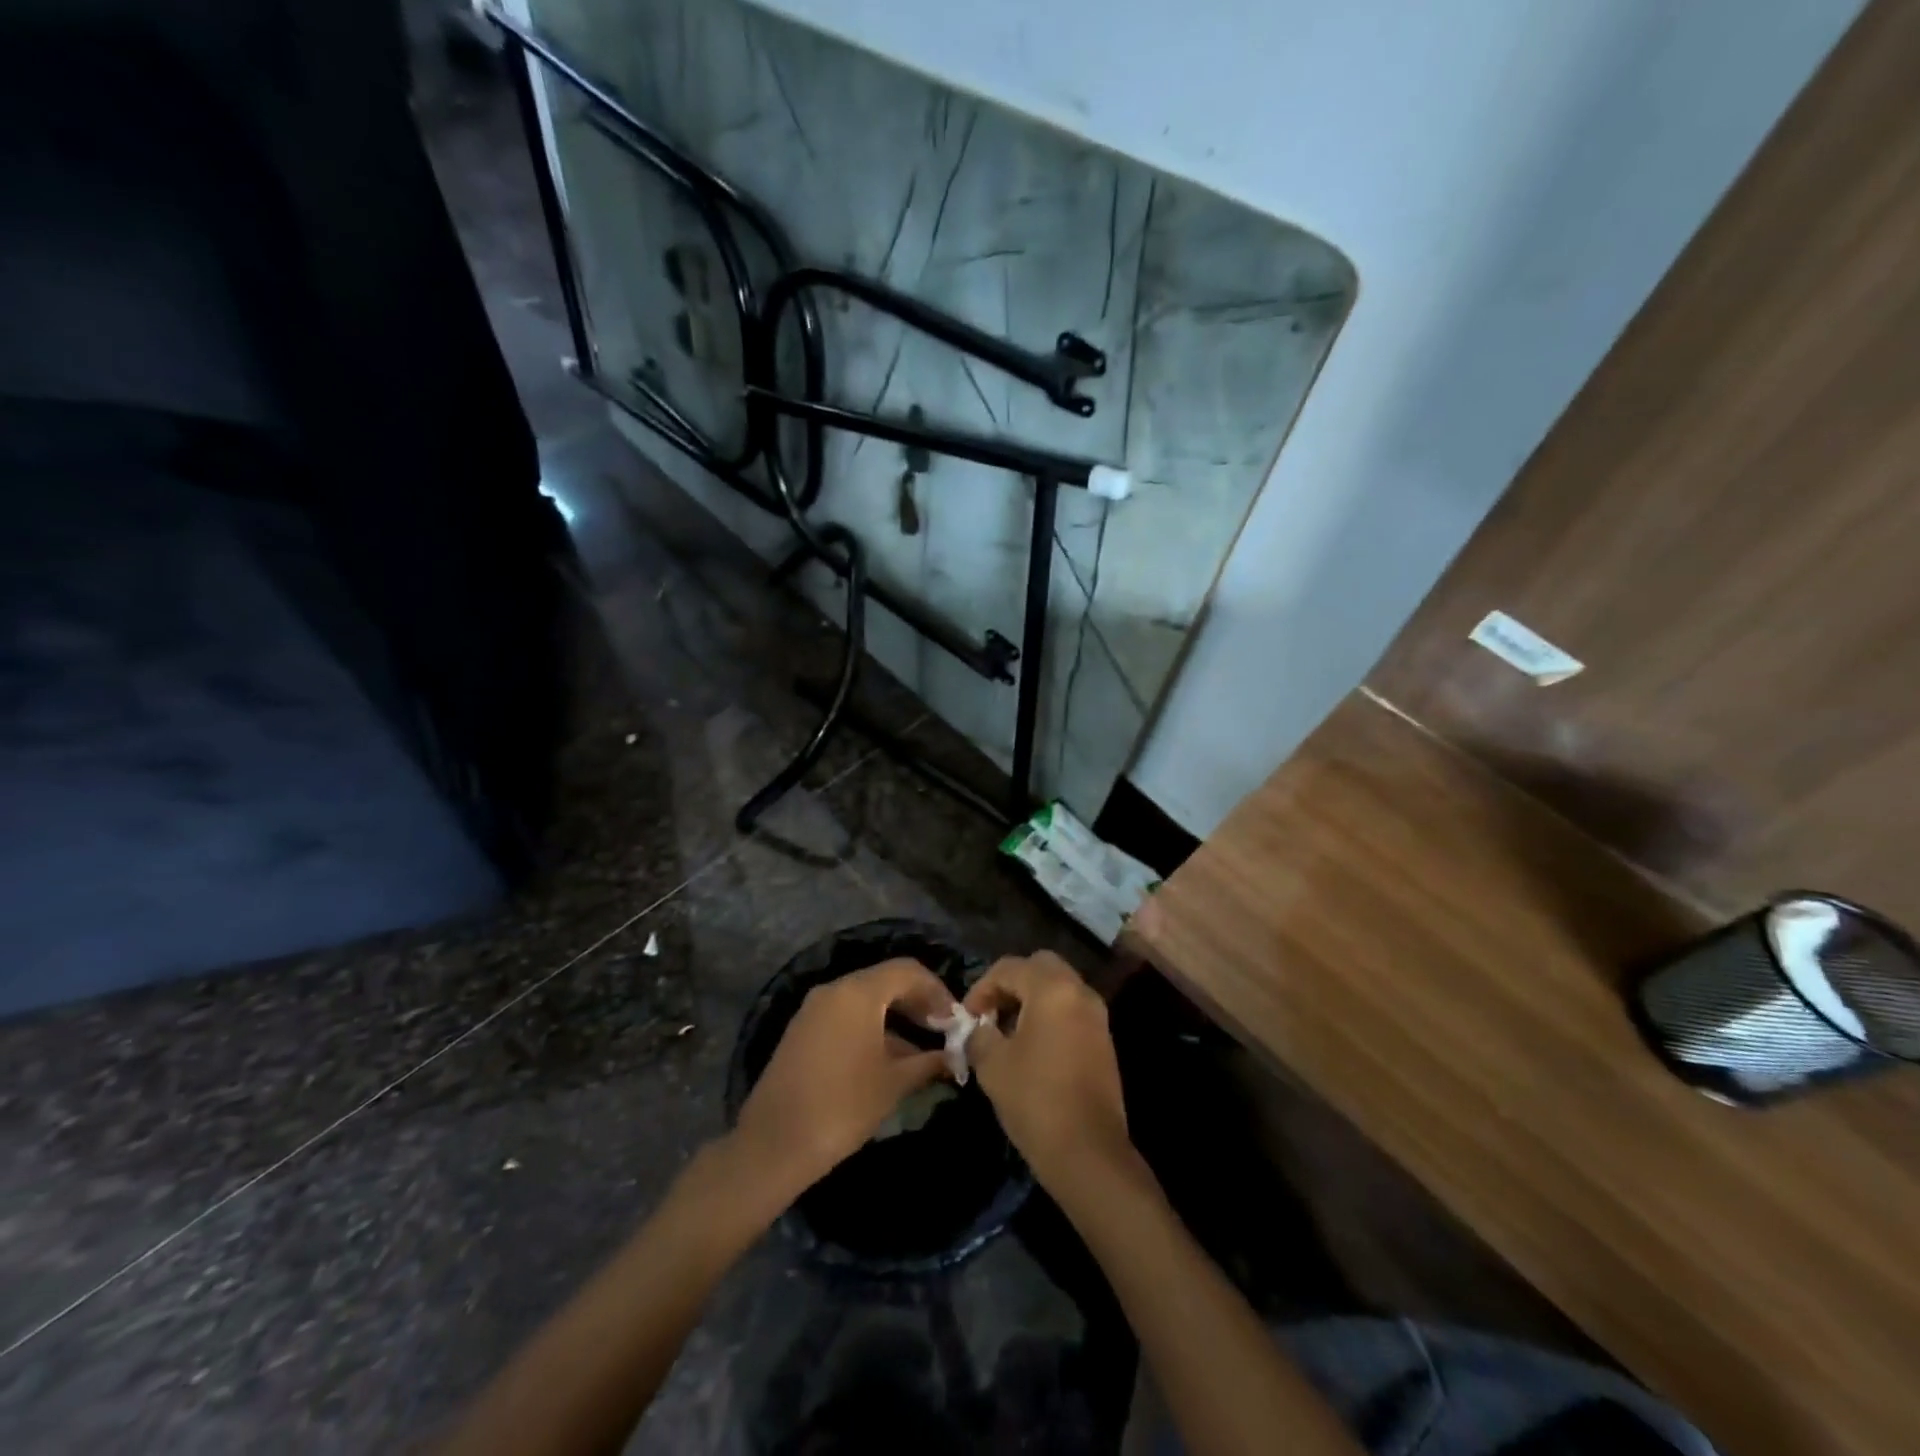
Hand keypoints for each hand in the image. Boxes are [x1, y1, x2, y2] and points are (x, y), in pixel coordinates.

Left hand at [730, 958, 955, 1200]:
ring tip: (921, 1047)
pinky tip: (888, 1057)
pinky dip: (872, 1026)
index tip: (955, 1019)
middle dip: (917, 1001)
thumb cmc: (843, 1106)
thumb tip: (953, 1057)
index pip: (907, 971)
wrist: (774, 1144)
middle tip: (942, 1029)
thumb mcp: (894, 1083)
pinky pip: (846, 1015)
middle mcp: (834, 990)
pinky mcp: (802, 1030)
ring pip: (865, 998)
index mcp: (858, 992)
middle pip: (885, 980)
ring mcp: (814, 1009)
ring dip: (896, 1015)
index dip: (936, 991)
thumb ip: (928, 1062)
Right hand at [962, 952, 1132, 1190]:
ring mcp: (1097, 1016)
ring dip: (1030, 999)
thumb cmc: (1035, 1099)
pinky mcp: (1103, 1040)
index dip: (981, 988)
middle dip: (1010, 984)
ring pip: (1058, 988)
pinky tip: (1030, 1048)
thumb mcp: (992, 1064)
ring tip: (1005, 1033)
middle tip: (990, 1014)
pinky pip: (1070, 1010)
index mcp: (1052, 989)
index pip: (1009, 967)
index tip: (966, 1018)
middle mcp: (1080, 991)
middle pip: (1039, 967)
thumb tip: (976, 1028)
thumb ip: (978, 1034)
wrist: (1088, 1152)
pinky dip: (1049, 1015)